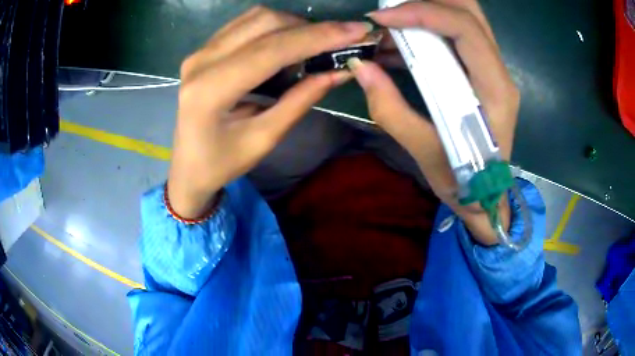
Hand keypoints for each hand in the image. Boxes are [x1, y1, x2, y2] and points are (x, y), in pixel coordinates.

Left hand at [169, 6, 371, 218]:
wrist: (187, 167)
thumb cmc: (222, 163)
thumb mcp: (264, 139)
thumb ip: (300, 101)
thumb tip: (339, 71)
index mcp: (210, 90)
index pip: (271, 50)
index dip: (317, 37)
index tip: (356, 31)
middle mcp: (201, 62)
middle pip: (264, 23)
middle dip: (309, 27)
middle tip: (341, 40)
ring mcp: (199, 52)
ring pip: (256, 18)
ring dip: (293, 25)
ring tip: (316, 44)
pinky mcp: (203, 50)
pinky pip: (245, 24)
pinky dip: (275, 27)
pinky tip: (289, 43)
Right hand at [348, 0, 519, 244]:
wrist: (487, 196)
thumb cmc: (464, 182)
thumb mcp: (425, 154)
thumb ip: (391, 110)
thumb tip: (361, 68)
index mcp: (495, 91)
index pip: (465, 29)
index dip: (422, 12)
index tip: (382, 19)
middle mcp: (499, 72)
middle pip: (470, 11)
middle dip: (428, 0)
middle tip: (390, 10)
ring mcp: (492, 69)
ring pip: (465, 16)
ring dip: (428, 9)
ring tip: (392, 23)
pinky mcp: (481, 71)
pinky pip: (457, 33)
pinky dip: (427, 26)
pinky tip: (400, 43)